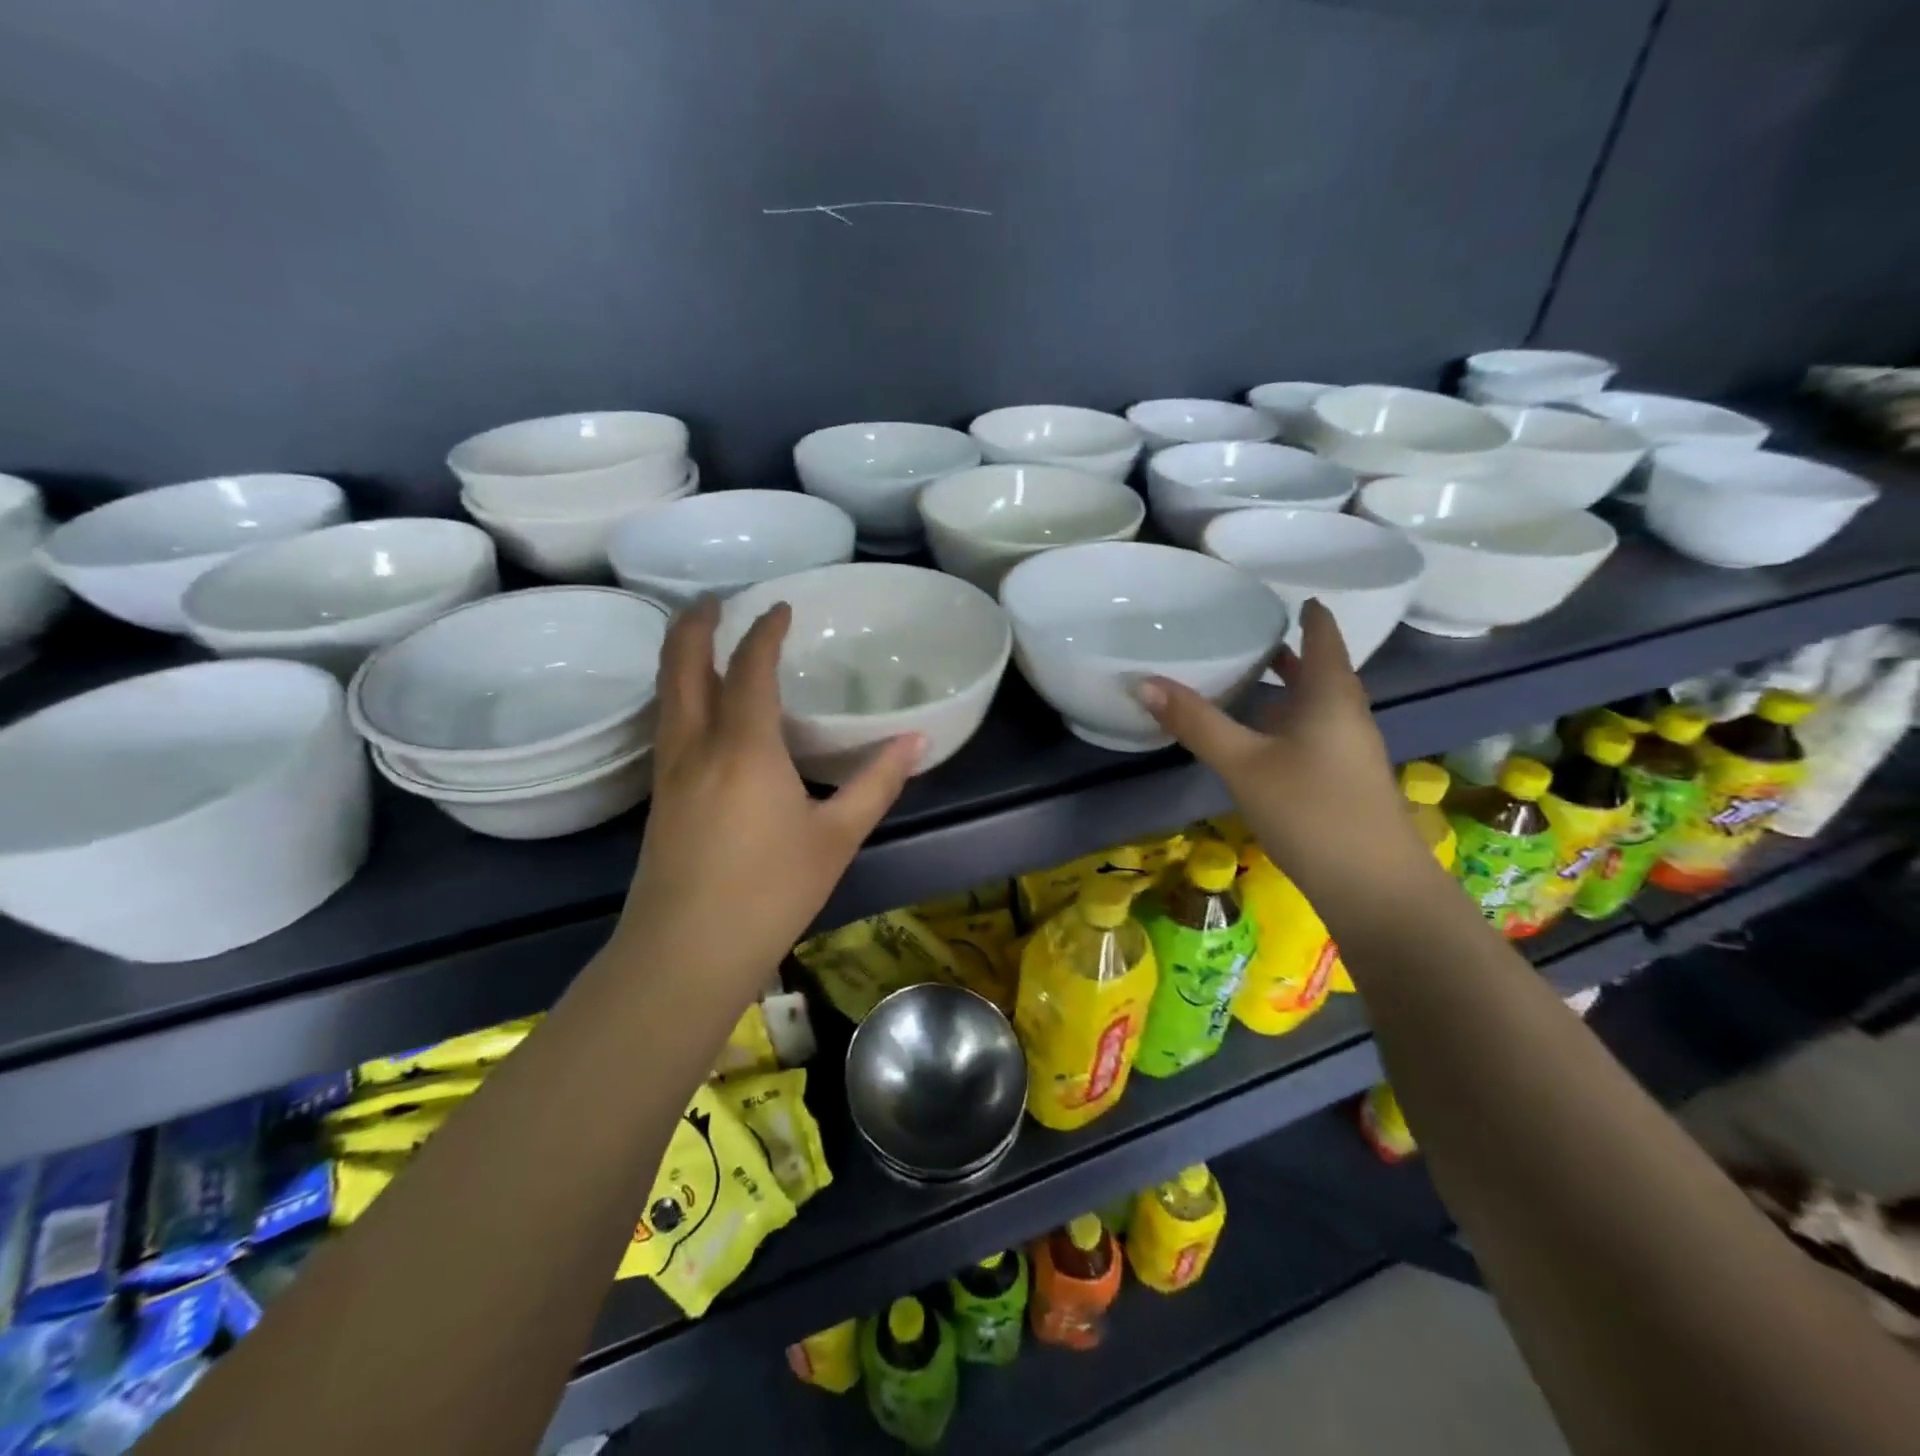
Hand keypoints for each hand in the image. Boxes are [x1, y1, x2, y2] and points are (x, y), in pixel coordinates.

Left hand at [617, 597, 923, 1002]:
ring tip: (697, 639)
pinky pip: (666, 725)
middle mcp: (697, 745)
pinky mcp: (658, 799)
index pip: (750, 668)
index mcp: (745, 746)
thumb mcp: (836, 837)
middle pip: (683, 666)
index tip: (781, 607)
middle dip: (696, 626)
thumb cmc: (770, 892)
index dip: (765, 632)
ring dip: (679, 657)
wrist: (685, 954)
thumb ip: (876, 783)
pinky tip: (696, 711)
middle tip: (712, 600)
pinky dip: (678, 695)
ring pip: (666, 695)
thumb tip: (916, 740)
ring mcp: (669, 772)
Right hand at [1138, 599, 1422, 900]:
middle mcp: (1345, 714)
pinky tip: (1255, 737)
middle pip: (1319, 669)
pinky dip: (1283, 720)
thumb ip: (1196, 722)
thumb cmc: (1312, 810)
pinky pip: (1309, 732)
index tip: (1286, 593)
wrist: (1374, 887)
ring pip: (1313, 704)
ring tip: (1244, 676)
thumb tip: (1143, 681)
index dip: (1308, 613)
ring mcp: (1347, 750)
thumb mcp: (1244, 763)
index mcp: (1331, 696)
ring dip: (1285, 687)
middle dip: (1288, 650)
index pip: (1323, 636)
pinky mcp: (1340, 780)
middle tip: (1246, 630)